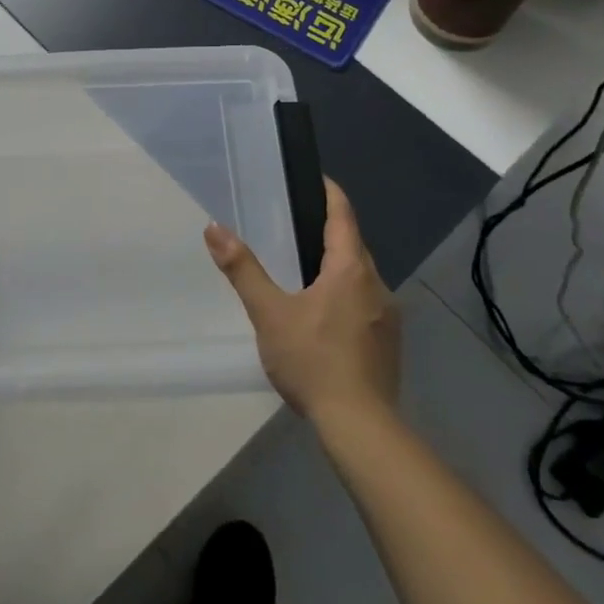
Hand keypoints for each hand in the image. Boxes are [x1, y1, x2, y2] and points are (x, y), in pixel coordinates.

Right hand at [204, 179, 400, 425]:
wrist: (360, 426)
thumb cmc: (313, 361)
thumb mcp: (269, 313)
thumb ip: (243, 270)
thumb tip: (214, 228)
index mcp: (351, 270)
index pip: (343, 216)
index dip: (330, 193)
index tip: (315, 178)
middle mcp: (376, 285)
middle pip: (353, 245)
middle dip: (329, 231)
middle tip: (295, 223)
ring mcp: (388, 316)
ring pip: (360, 276)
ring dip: (337, 266)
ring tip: (304, 268)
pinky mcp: (388, 342)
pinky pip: (365, 303)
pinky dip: (345, 294)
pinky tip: (323, 315)